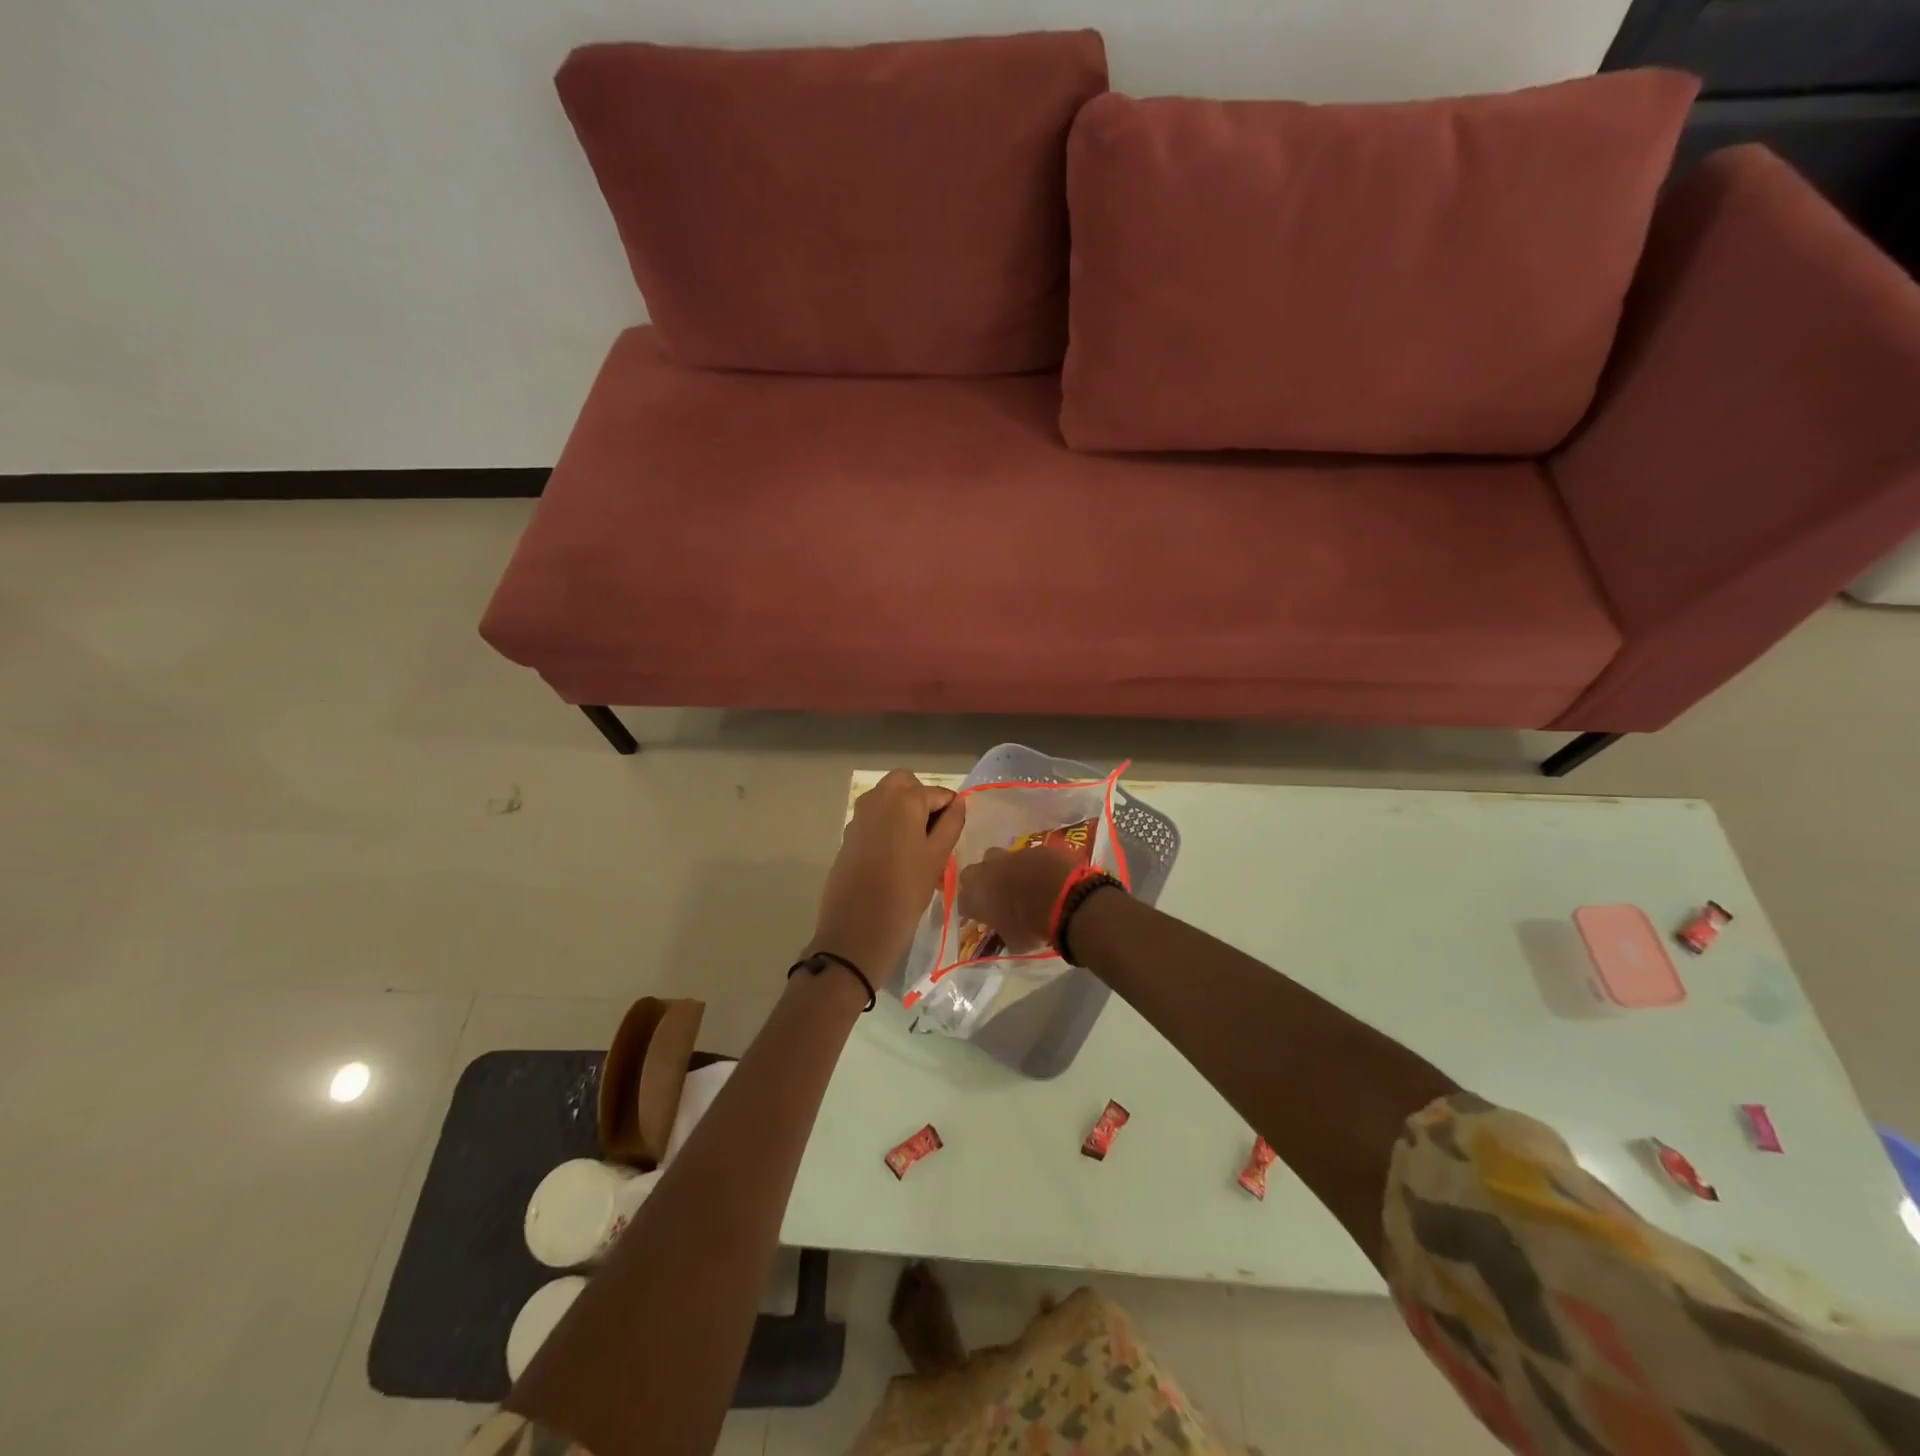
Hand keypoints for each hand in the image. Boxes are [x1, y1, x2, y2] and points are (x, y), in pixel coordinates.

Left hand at [810, 771, 966, 977]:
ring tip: (919, 851)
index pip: (938, 792)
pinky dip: (889, 827)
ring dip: (905, 813)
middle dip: (922, 800)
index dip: (951, 810)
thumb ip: (951, 824)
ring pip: (888, 800)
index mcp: (904, 799)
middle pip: (906, 784)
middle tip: (934, 833)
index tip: (955, 835)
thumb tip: (958, 803)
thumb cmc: (905, 891)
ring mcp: (858, 817)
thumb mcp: (938, 857)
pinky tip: (897, 861)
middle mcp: (877, 798)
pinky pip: (874, 820)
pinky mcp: (848, 836)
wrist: (856, 929)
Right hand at [955, 845, 1083, 954]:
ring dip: (1005, 869)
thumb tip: (1005, 933)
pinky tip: (1042, 876)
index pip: (962, 901)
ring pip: (1000, 857)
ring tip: (1019, 883)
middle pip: (974, 871)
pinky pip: (1028, 856)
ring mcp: (1012, 854)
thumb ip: (1003, 932)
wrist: (1064, 897)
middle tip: (994, 894)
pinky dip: (1031, 865)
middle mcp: (987, 869)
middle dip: (981, 881)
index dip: (970, 909)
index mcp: (975, 894)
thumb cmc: (1031, 925)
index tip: (978, 917)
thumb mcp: (1014, 941)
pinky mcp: (1036, 847)